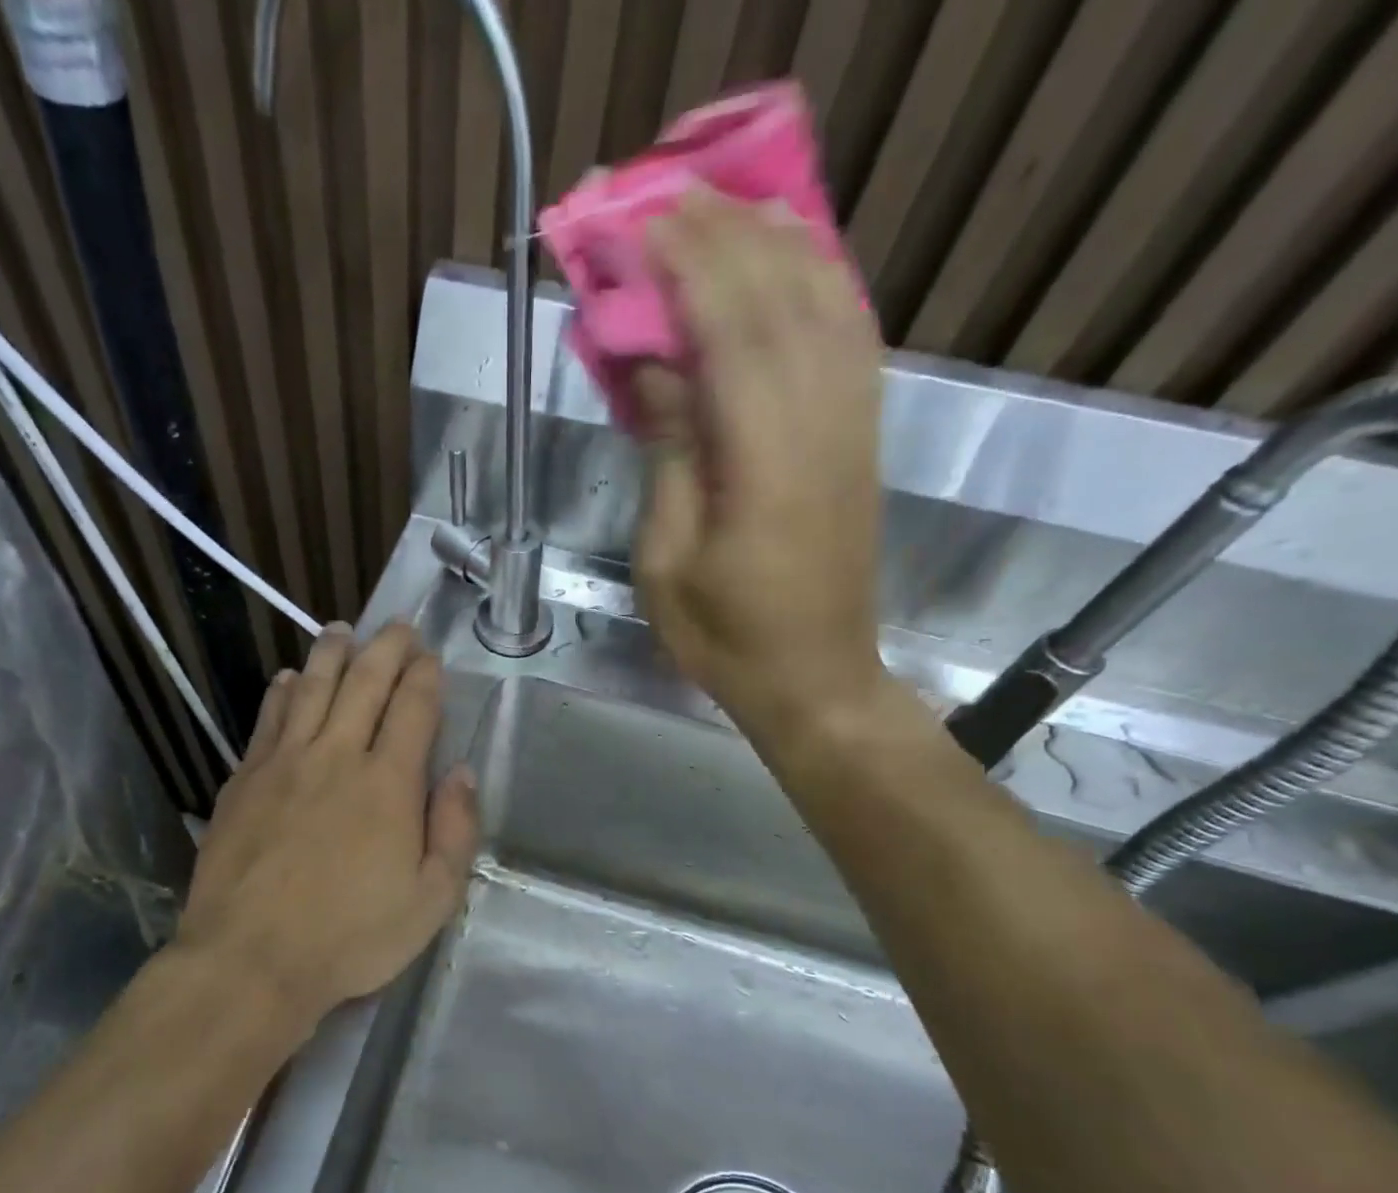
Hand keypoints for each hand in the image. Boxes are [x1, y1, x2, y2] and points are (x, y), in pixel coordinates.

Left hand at [174, 623, 478, 1027]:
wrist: (251, 959)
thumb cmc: (351, 937)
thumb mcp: (431, 900)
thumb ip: (454, 831)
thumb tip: (461, 772)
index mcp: (388, 783)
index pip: (412, 708)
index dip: (424, 676)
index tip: (430, 657)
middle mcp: (336, 756)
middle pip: (364, 683)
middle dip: (386, 648)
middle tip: (397, 626)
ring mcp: (284, 763)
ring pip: (310, 688)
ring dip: (331, 654)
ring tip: (341, 631)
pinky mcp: (244, 779)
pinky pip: (267, 719)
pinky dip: (280, 691)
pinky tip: (286, 678)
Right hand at [631, 192, 888, 746]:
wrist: (816, 680)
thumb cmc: (724, 638)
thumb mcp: (668, 563)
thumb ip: (669, 458)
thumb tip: (657, 368)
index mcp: (763, 467)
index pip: (732, 335)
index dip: (689, 269)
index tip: (641, 226)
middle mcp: (821, 428)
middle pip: (783, 301)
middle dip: (724, 240)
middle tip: (667, 202)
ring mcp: (853, 427)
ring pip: (828, 305)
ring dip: (776, 246)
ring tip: (724, 212)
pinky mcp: (863, 437)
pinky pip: (851, 337)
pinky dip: (820, 283)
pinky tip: (789, 263)